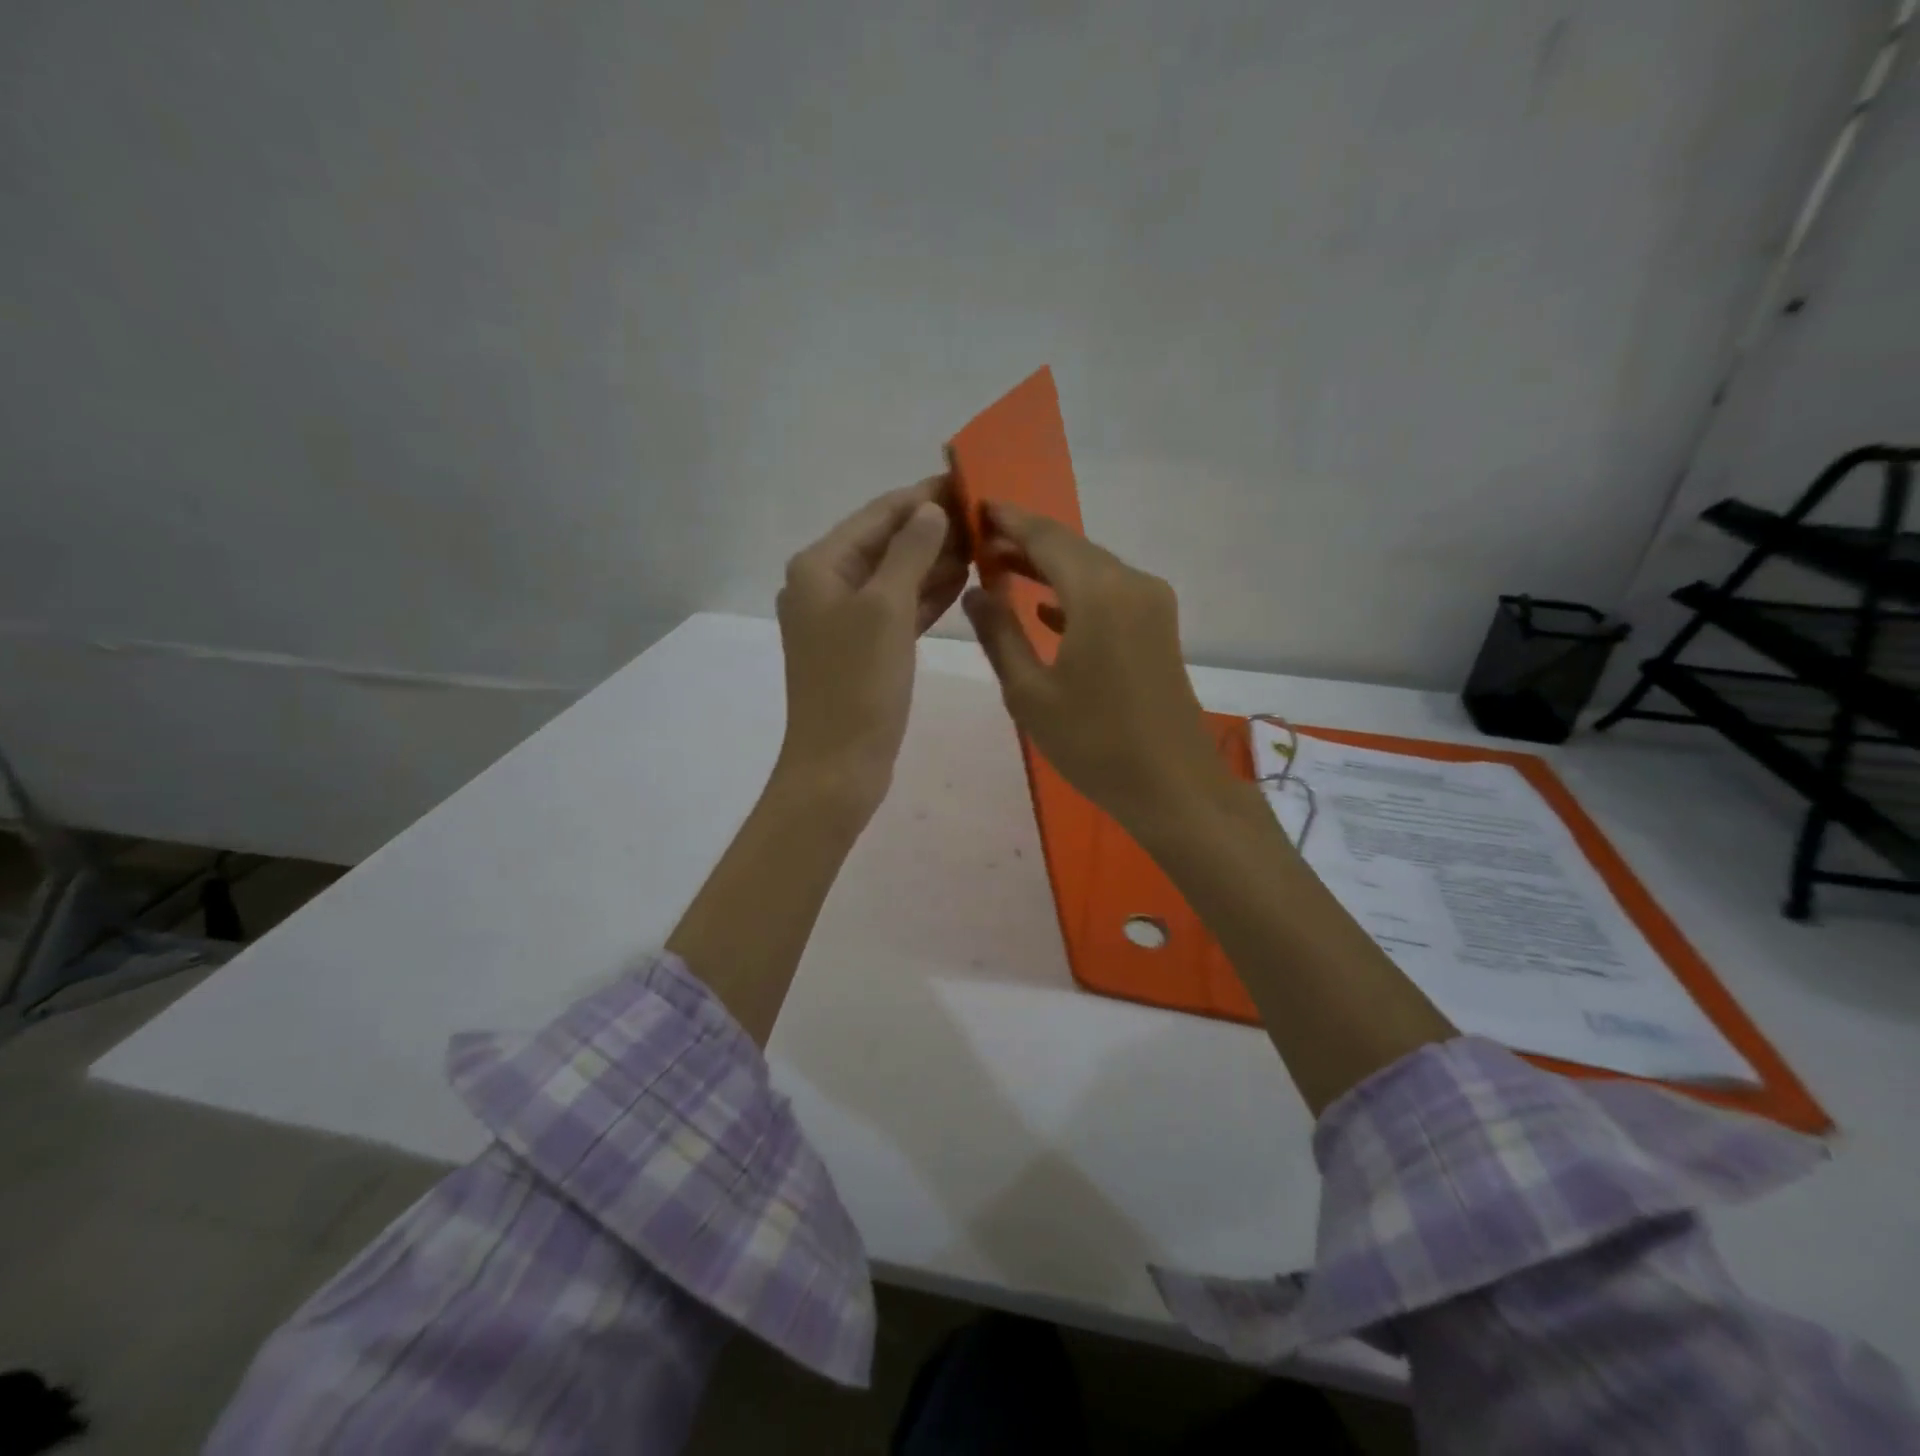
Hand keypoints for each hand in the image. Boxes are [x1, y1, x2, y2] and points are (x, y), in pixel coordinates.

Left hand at [775, 477, 967, 813]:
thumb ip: (910, 552)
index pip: (879, 515)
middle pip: (886, 543)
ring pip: (896, 577)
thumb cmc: (858, 684)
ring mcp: (844, 620)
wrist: (839, 765)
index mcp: (820, 566)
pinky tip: (964, 583)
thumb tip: (930, 509)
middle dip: (934, 529)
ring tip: (985, 545)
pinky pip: (899, 609)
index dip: (923, 496)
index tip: (969, 481)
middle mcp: (826, 585)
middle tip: (987, 518)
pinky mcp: (863, 649)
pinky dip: (927, 596)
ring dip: (935, 561)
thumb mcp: (886, 609)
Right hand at [962, 503, 1229, 833]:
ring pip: (1091, 568)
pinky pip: (1109, 594)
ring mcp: (1151, 604)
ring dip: (1048, 567)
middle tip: (979, 542)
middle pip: (1071, 547)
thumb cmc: (1093, 743)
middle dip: (1025, 541)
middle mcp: (1131, 583)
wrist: (1172, 785)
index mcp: (1099, 593)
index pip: (1046, 537)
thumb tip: (976, 591)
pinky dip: (1074, 593)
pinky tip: (1045, 608)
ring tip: (1000, 569)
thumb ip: (999, 634)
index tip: (974, 506)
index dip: (1008, 520)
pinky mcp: (1158, 626)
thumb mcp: (1030, 692)